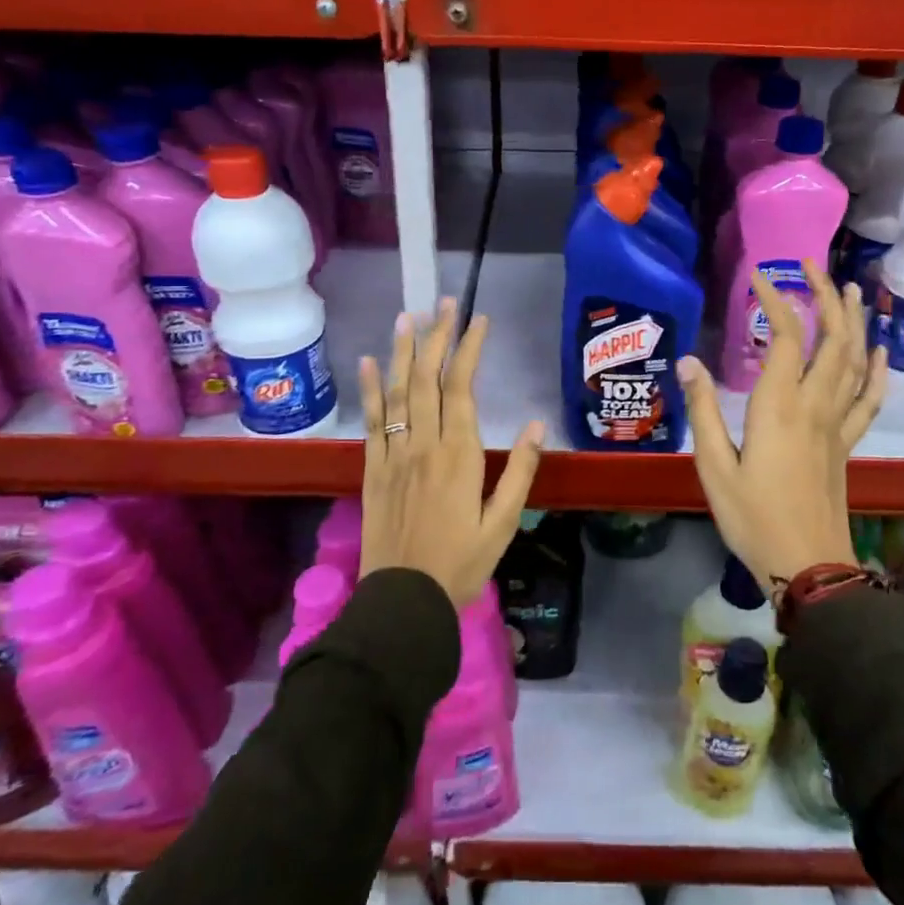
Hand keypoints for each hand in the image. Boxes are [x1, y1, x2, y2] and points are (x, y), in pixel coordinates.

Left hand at [357, 299, 544, 607]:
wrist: (402, 601)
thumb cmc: (460, 565)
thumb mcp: (503, 524)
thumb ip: (519, 471)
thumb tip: (535, 425)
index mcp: (459, 455)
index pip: (462, 388)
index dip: (469, 350)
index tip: (478, 320)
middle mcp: (423, 445)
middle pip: (427, 380)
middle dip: (437, 337)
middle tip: (444, 303)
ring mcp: (393, 455)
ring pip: (397, 392)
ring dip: (402, 352)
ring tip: (408, 317)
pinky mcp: (372, 470)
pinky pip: (370, 422)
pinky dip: (370, 390)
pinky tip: (368, 364)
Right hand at [679, 262, 887, 594]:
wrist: (807, 566)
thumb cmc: (752, 517)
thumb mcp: (713, 466)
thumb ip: (703, 410)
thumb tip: (689, 360)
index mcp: (779, 407)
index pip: (787, 338)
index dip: (776, 301)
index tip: (759, 277)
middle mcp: (815, 406)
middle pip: (832, 340)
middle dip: (826, 297)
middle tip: (813, 267)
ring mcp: (837, 425)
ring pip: (855, 362)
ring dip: (855, 322)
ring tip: (852, 290)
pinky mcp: (847, 444)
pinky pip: (869, 400)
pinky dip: (877, 371)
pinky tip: (879, 351)